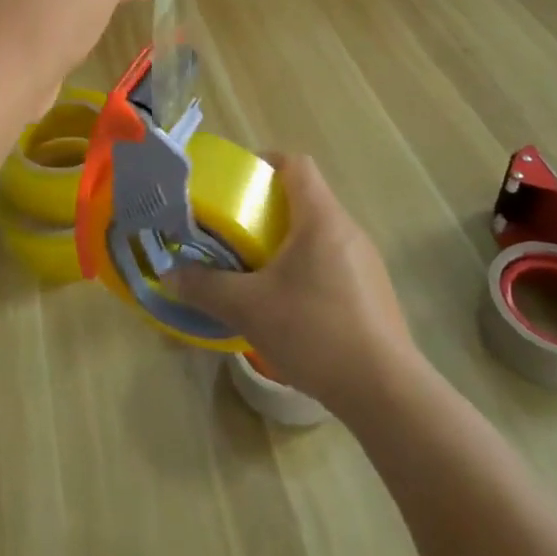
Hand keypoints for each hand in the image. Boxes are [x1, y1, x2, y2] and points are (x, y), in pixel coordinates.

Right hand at [172, 155, 418, 414]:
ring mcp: (366, 261)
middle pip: (306, 198)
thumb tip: (170, 274)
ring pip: (320, 233)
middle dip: (268, 208)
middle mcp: (347, 229)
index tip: (237, 183)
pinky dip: (308, 268)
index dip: (265, 163)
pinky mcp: (375, 292)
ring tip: (259, 270)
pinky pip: (334, 261)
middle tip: (237, 231)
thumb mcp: (249, 309)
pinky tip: (292, 306)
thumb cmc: (315, 332)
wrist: (386, 392)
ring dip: (288, 241)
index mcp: (320, 218)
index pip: (295, 164)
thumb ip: (206, 287)